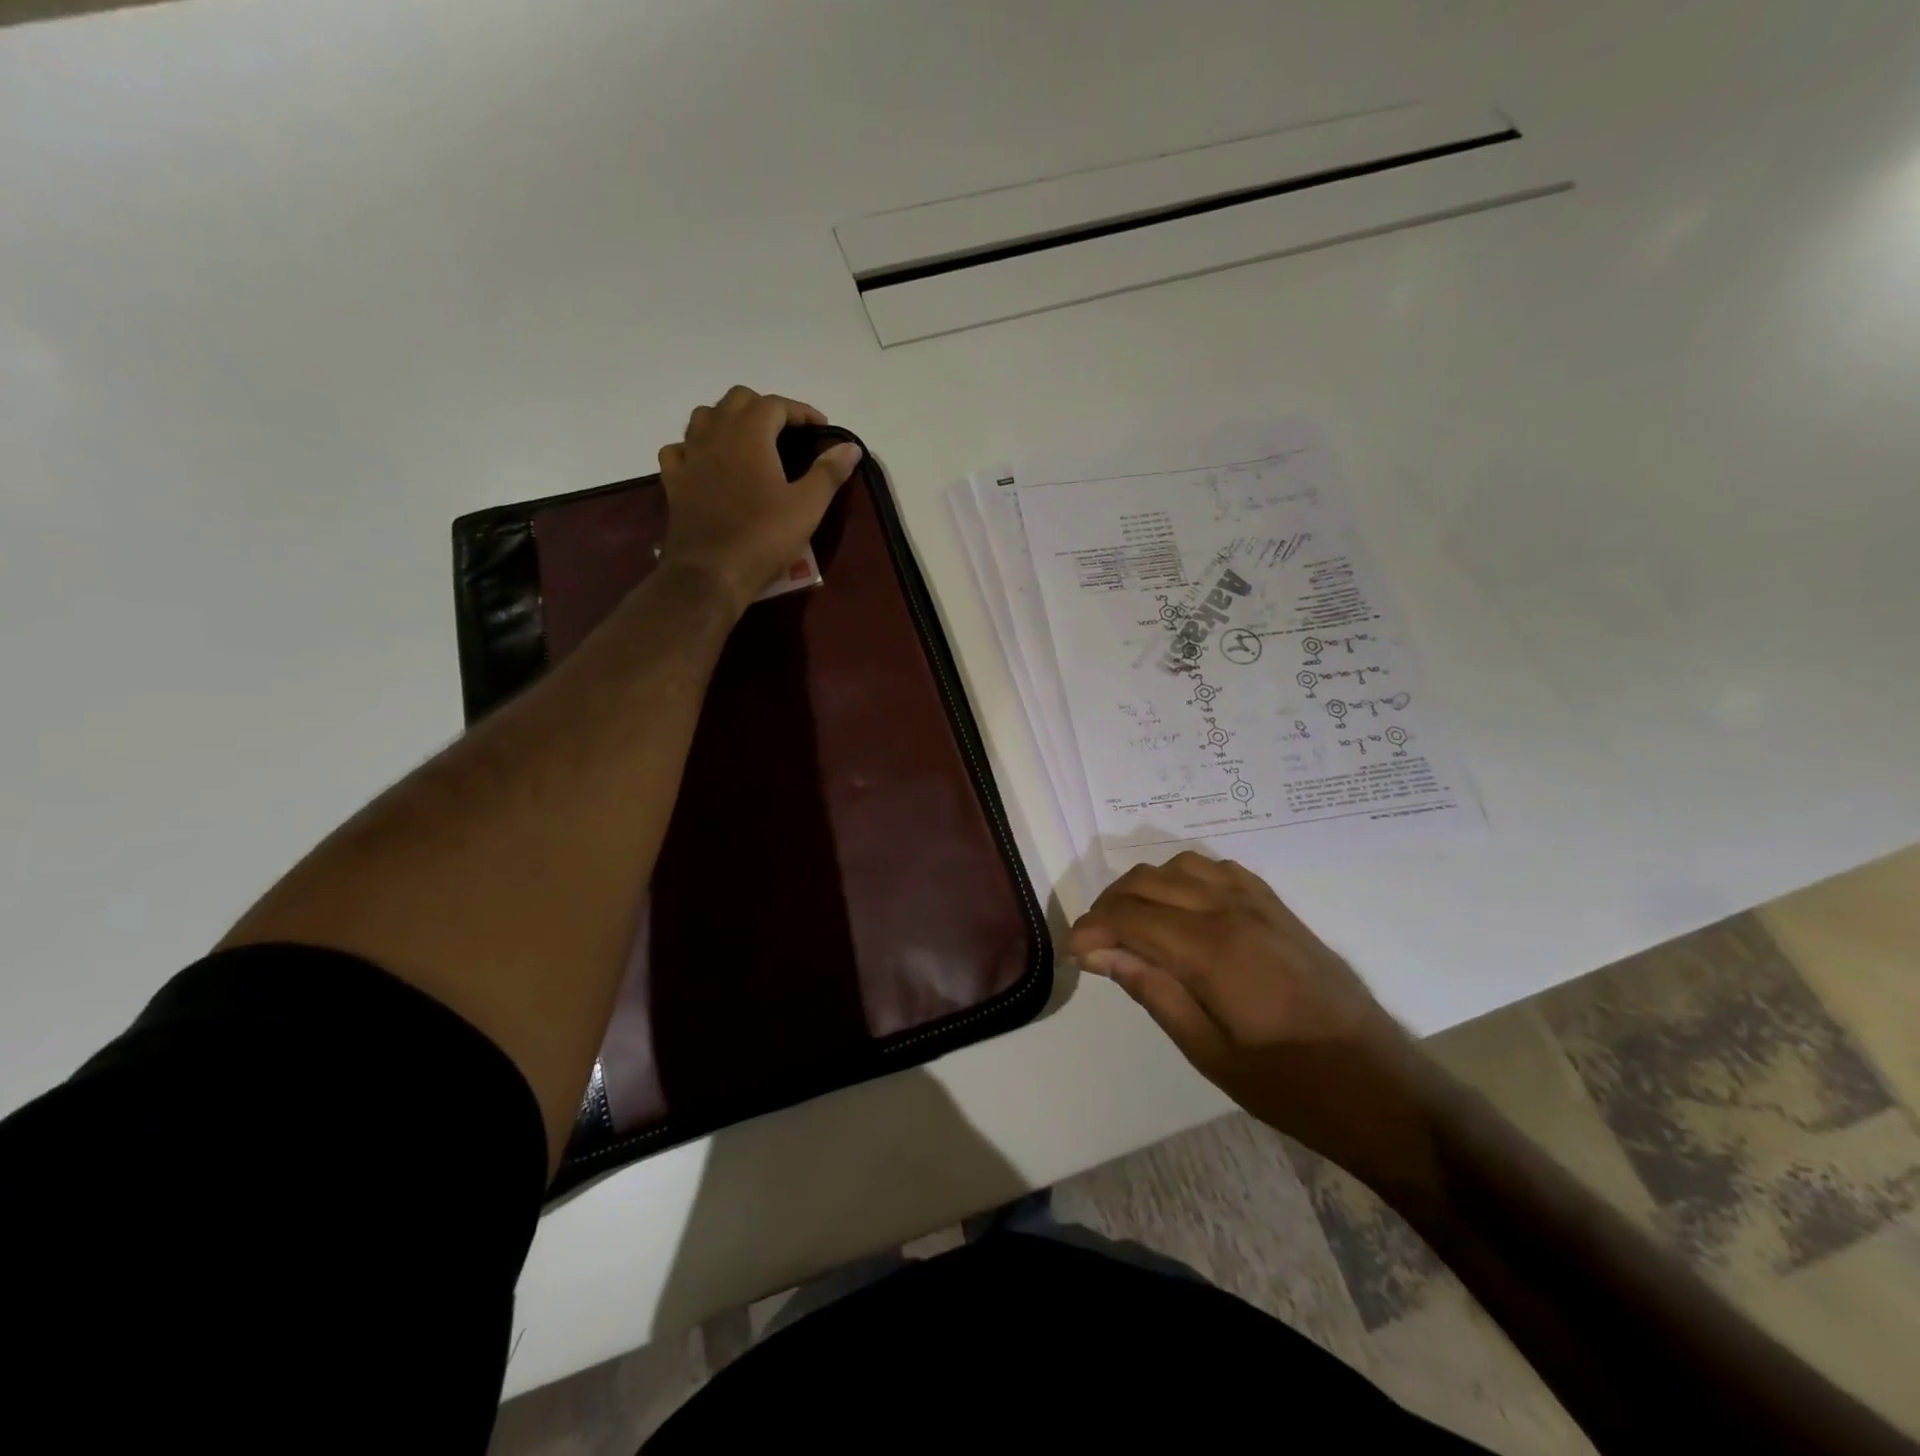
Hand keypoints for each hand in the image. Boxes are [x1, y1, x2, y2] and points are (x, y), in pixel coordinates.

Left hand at [656, 386, 863, 611]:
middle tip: (786, 432)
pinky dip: (695, 447)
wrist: (710, 573)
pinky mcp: (674, 482)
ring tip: (748, 441)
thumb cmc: (763, 538)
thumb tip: (851, 446)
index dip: (800, 411)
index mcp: (750, 434)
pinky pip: (679, 449)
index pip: (775, 404)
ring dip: (728, 419)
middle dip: (764, 408)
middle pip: (737, 400)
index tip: (820, 428)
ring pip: (705, 417)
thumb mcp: (807, 507)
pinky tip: (707, 462)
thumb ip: (828, 473)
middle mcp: (715, 434)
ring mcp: (690, 457)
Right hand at [1069, 852, 1434, 1177]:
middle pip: (1148, 882)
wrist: (1382, 1090)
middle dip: (1109, 905)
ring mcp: (1260, 903)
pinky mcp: (1279, 908)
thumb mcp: (1209, 1053)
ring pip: (1181, 866)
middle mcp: (1231, 910)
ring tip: (1133, 925)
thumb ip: (1152, 991)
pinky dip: (1186, 878)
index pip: (1130, 916)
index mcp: (1212, 950)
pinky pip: (1219, 869)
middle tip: (1096, 945)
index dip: (1092, 929)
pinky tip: (1181, 909)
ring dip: (1145, 887)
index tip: (1074, 953)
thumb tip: (1101, 953)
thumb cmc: (1290, 1087)